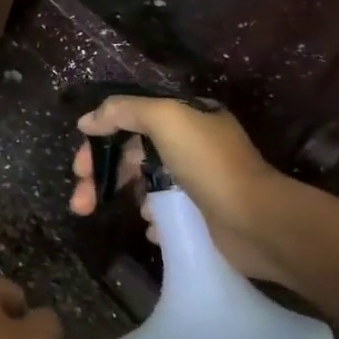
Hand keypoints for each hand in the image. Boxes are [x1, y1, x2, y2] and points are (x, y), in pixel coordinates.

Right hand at [68, 95, 290, 284]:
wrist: (259, 222)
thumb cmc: (209, 164)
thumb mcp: (165, 118)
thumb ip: (123, 110)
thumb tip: (87, 121)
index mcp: (185, 118)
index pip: (130, 121)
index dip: (99, 139)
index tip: (79, 164)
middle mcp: (190, 146)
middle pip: (130, 155)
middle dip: (100, 175)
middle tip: (80, 200)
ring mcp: (196, 182)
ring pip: (142, 185)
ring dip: (122, 197)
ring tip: (106, 215)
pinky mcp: (201, 215)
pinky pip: (164, 213)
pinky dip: (151, 219)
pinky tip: (150, 228)